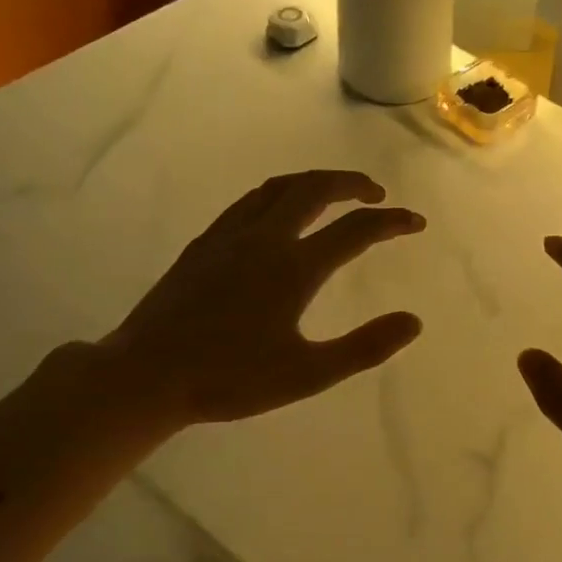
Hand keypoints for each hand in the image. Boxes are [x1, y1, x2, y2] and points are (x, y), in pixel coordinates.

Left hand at [98, 170, 424, 430]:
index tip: (415, 222)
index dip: (391, 223)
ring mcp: (228, 237)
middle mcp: (263, 239)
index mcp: (293, 268)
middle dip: (350, 184)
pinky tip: (276, 213)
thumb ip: (364, 347)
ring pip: (277, 188)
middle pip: (314, 189)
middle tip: (375, 194)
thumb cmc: (229, 379)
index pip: (355, 231)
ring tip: (332, 193)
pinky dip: (278, 195)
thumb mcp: (307, 374)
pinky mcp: (203, 245)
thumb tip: (413, 322)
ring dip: (313, 183)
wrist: (146, 375)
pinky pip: (249, 203)